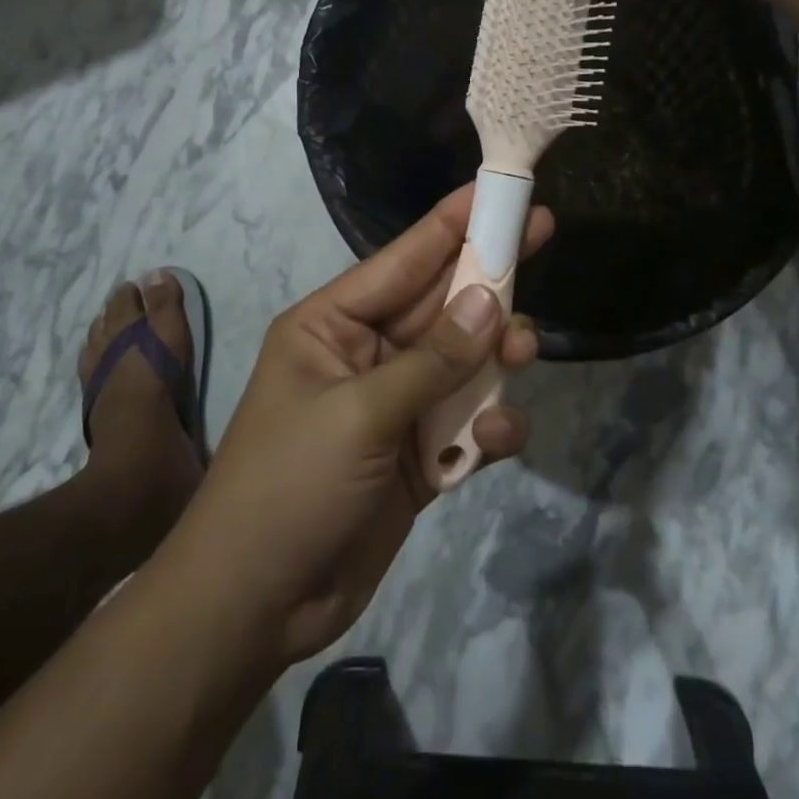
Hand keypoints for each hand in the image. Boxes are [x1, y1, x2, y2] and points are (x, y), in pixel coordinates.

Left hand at [178, 185, 549, 666]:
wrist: (254, 608)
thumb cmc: (289, 488)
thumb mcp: (359, 415)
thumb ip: (432, 360)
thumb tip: (491, 300)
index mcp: (332, 324)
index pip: (404, 258)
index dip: (453, 221)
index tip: (499, 190)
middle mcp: (365, 354)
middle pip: (441, 303)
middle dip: (489, 278)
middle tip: (543, 235)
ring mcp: (393, 406)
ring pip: (461, 361)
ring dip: (495, 356)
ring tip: (524, 352)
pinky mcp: (416, 457)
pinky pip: (464, 424)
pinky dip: (487, 428)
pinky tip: (496, 440)